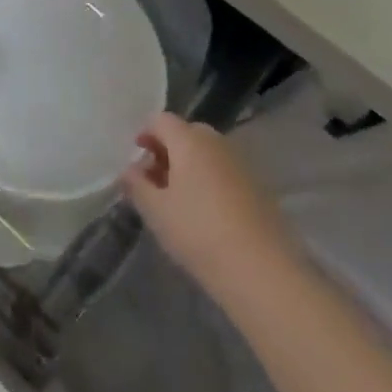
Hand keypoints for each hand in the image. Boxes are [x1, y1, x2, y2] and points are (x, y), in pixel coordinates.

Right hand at [123, 113, 293, 300]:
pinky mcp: (259, 188)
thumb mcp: (156, 211)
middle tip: (155, 180)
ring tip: (179, 200)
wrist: (263, 271)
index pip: (162, 120)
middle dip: (168, 150)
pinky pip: (225, 171)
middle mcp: (217, 143)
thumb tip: (129, 170)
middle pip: (187, 133)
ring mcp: (242, 164)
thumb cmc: (199, 233)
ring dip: (190, 166)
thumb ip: (136, 185)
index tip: (137, 159)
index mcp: (190, 141)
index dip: (145, 133)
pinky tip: (207, 213)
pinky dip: (211, 181)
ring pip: (208, 153)